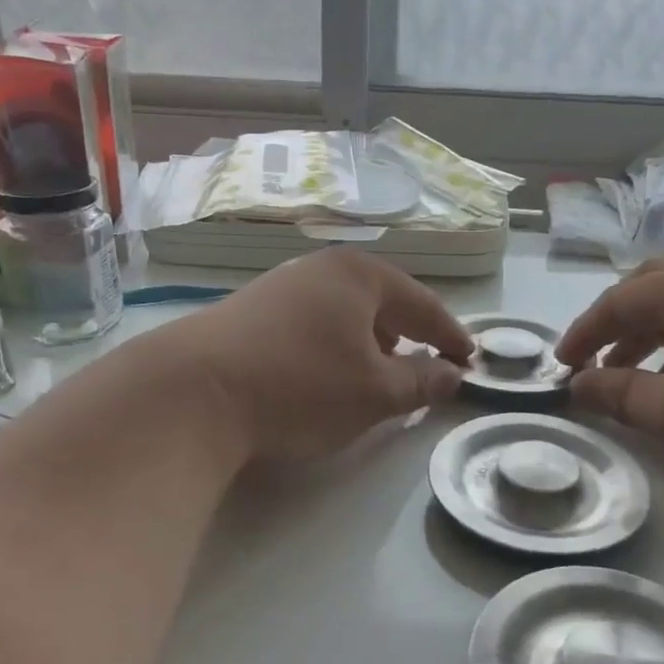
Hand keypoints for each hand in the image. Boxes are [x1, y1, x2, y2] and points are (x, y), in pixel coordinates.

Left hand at [166, 248, 472, 460]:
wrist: (193, 391)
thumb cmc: (301, 386)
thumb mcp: (374, 394)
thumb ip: (420, 382)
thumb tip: (451, 375)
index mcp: (360, 276)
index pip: (423, 304)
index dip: (450, 335)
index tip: (470, 361)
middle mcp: (321, 269)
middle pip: (381, 302)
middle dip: (407, 336)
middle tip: (426, 368)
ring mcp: (280, 286)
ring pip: (343, 313)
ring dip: (368, 343)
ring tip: (376, 376)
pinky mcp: (249, 310)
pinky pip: (311, 323)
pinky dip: (332, 346)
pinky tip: (323, 375)